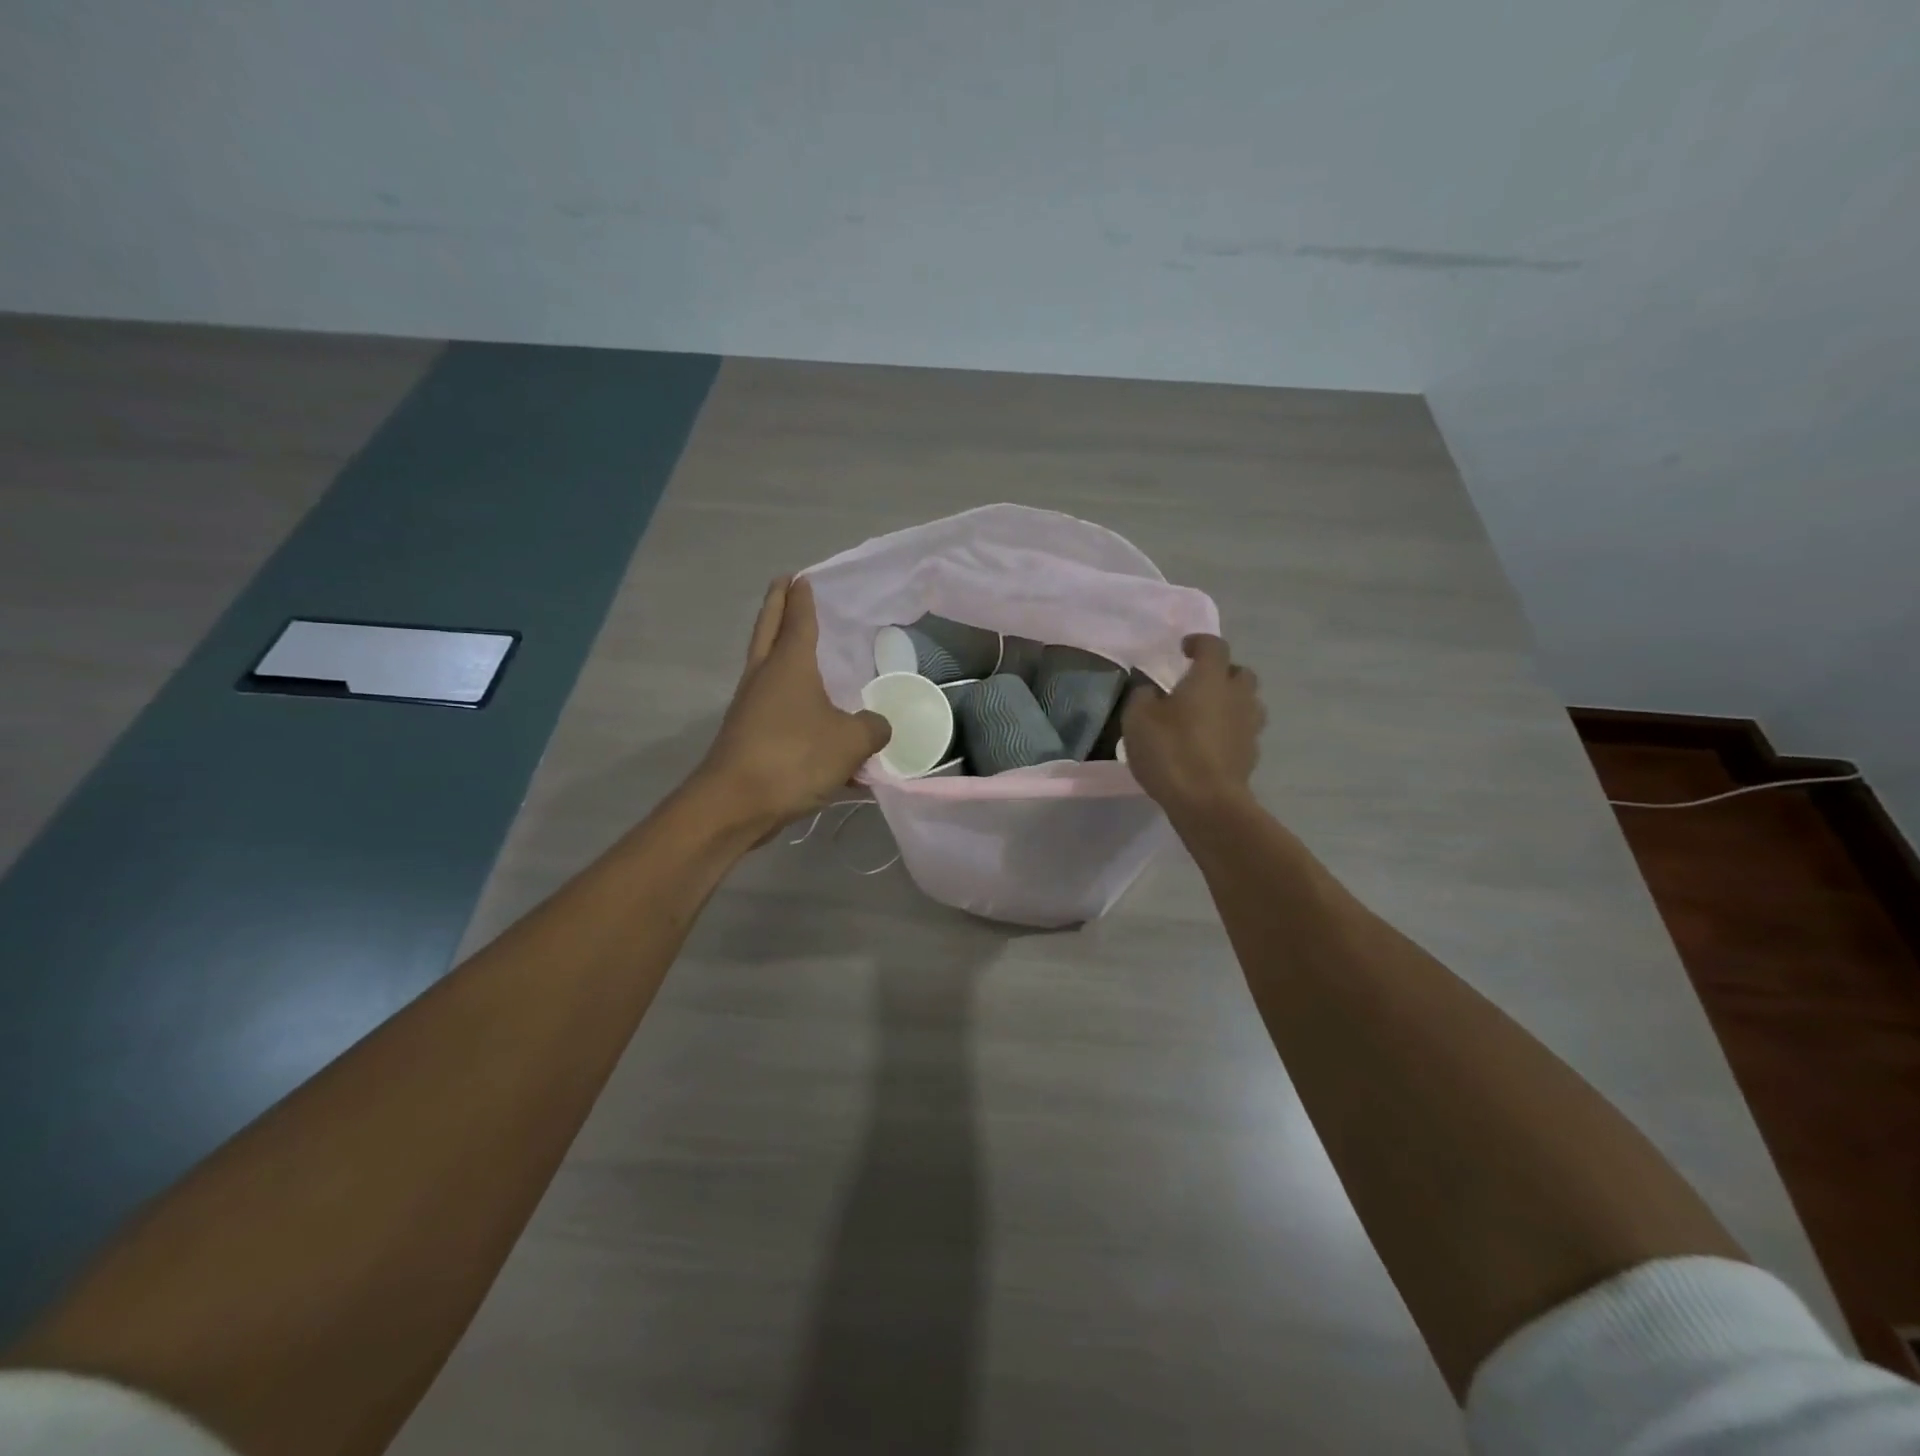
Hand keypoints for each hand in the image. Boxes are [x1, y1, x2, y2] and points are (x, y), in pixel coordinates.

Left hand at [695, 576, 891, 834]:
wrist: (735, 803)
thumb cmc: (794, 757)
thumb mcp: (851, 741)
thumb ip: (873, 727)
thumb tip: (877, 724)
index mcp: (789, 663)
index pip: (797, 616)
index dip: (803, 596)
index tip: (805, 577)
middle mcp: (764, 675)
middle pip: (768, 628)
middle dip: (777, 604)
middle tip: (786, 585)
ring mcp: (750, 703)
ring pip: (764, 662)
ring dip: (777, 645)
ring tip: (798, 641)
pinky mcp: (746, 732)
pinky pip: (770, 699)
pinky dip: (784, 688)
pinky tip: (805, 706)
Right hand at [1121, 634, 1265, 817]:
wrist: (1207, 802)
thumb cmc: (1170, 752)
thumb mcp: (1137, 719)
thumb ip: (1143, 696)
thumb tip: (1151, 691)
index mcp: (1210, 679)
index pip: (1213, 646)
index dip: (1199, 643)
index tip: (1184, 649)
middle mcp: (1237, 696)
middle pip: (1240, 672)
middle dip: (1222, 672)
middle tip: (1198, 684)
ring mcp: (1249, 727)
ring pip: (1247, 702)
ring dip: (1230, 702)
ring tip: (1206, 715)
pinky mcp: (1251, 755)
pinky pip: (1243, 731)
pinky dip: (1229, 731)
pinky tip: (1210, 744)